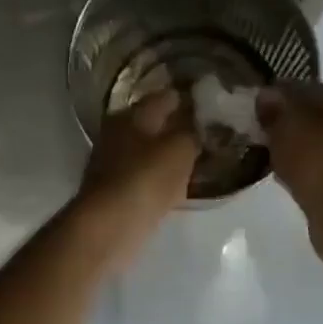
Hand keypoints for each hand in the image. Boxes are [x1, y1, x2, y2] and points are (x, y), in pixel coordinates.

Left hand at [77, 89, 198, 252]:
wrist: (110, 226)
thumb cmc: (146, 179)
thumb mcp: (180, 149)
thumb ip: (192, 133)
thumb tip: (198, 125)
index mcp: (131, 115)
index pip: (165, 97)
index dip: (189, 99)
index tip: (212, 104)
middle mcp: (117, 134)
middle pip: (154, 125)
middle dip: (179, 128)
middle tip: (209, 134)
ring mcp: (112, 164)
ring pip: (149, 153)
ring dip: (169, 156)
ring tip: (198, 160)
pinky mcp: (114, 193)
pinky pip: (145, 179)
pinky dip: (161, 181)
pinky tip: (178, 187)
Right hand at [257, 82, 322, 273]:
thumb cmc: (316, 162)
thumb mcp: (288, 126)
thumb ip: (276, 108)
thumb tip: (266, 95)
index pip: (307, 88)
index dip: (279, 92)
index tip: (255, 103)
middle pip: (314, 117)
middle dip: (287, 121)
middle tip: (259, 131)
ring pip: (315, 144)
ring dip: (294, 147)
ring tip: (268, 155)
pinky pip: (317, 169)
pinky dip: (301, 169)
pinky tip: (284, 177)